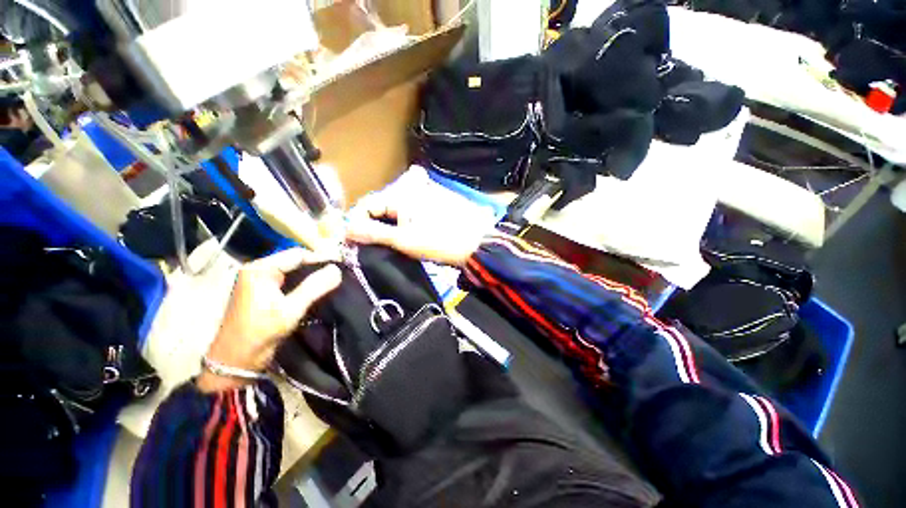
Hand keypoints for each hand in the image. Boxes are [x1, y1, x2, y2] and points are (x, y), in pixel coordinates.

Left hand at [198, 248, 341, 392]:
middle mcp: (257, 269)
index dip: (321, 257)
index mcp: (260, 269)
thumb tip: (337, 269)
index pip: (297, 254)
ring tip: (331, 279)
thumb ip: (315, 287)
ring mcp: (258, 280)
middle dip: (317, 266)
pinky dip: (302, 282)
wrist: (235, 360)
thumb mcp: (291, 309)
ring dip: (311, 274)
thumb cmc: (261, 332)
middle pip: (294, 260)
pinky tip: (316, 288)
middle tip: (339, 273)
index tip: (342, 264)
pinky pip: (287, 280)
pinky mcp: (261, 291)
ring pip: (292, 270)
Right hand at [346, 185, 490, 266]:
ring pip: (397, 206)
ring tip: (392, 239)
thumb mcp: (404, 240)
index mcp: (401, 194)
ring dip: (390, 221)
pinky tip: (411, 231)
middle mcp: (412, 186)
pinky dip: (406, 219)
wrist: (478, 242)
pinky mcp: (437, 199)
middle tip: (374, 242)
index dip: (358, 221)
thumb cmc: (440, 241)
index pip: (368, 203)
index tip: (355, 240)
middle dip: (375, 222)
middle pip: (383, 204)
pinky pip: (413, 206)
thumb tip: (346, 229)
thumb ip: (374, 232)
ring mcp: (427, 191)